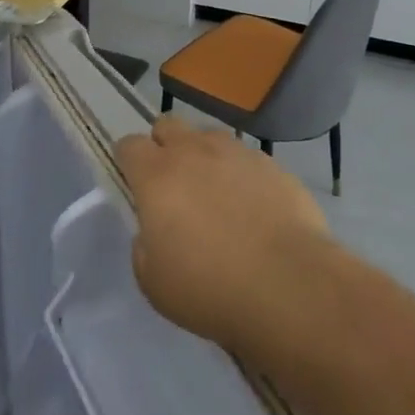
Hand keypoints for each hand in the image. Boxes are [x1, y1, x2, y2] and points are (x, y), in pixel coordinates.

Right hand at [114, 116, 334, 357]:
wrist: (287, 284)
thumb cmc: (209, 289)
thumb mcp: (154, 283)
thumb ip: (144, 246)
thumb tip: (153, 231)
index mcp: (156, 176)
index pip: (129, 145)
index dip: (128, 160)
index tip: (134, 182)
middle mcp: (193, 151)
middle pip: (168, 125)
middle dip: (163, 145)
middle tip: (172, 183)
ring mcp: (236, 152)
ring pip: (208, 136)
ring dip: (203, 155)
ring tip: (215, 193)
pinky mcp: (271, 163)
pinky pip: (245, 157)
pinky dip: (240, 173)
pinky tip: (252, 205)